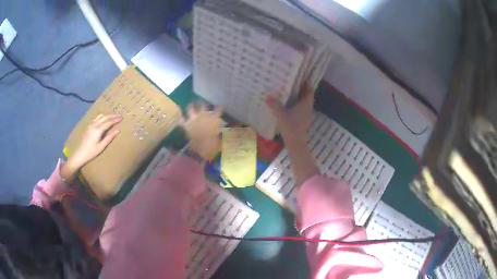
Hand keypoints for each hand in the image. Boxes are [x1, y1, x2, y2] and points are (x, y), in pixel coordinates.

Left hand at [61, 114, 121, 181]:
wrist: (80, 153)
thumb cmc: (91, 152)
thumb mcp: (101, 146)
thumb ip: (109, 138)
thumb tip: (118, 130)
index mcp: (98, 130)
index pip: (109, 122)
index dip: (115, 119)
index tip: (121, 118)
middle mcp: (94, 125)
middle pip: (105, 117)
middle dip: (112, 115)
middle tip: (119, 115)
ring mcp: (91, 124)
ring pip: (100, 116)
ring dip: (107, 115)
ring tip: (113, 115)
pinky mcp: (89, 126)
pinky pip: (97, 118)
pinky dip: (102, 116)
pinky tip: (104, 118)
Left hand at [182, 102, 222, 160]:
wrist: (200, 151)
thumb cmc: (212, 146)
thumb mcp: (219, 139)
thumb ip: (220, 132)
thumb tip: (220, 129)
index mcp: (213, 119)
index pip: (218, 110)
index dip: (220, 108)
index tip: (222, 106)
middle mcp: (203, 117)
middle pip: (203, 107)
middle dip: (204, 104)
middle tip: (205, 103)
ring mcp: (193, 120)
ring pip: (191, 109)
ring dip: (191, 105)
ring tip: (192, 103)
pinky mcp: (186, 125)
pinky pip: (181, 118)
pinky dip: (179, 113)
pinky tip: (178, 107)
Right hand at [266, 82, 318, 184]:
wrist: (295, 143)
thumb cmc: (290, 127)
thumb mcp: (281, 114)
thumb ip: (274, 105)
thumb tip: (267, 96)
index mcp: (306, 104)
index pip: (309, 90)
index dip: (307, 83)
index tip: (301, 77)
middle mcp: (309, 108)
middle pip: (307, 96)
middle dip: (301, 89)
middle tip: (293, 82)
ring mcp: (307, 115)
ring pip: (305, 102)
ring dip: (299, 97)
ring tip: (290, 91)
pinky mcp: (304, 120)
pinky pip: (302, 108)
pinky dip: (298, 104)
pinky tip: (290, 105)